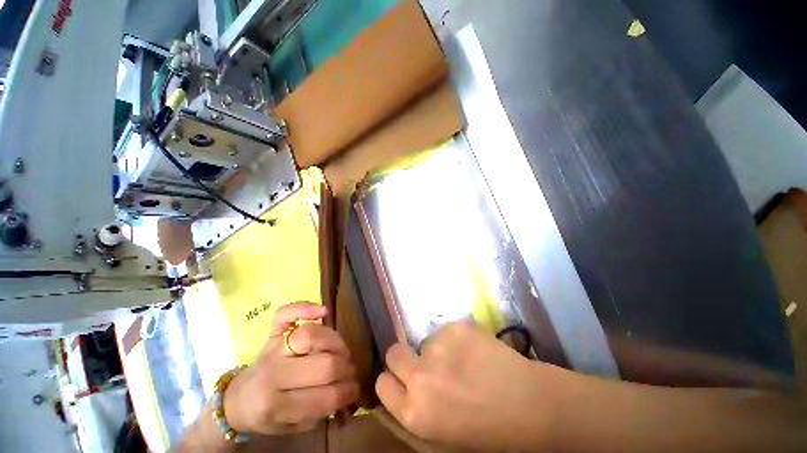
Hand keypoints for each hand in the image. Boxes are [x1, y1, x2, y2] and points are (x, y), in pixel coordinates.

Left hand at [224, 302, 358, 434]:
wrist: (238, 400)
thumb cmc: (268, 415)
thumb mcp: (292, 425)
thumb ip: (320, 411)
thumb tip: (348, 390)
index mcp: (275, 405)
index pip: (323, 396)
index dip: (346, 393)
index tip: (354, 391)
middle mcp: (272, 373)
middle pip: (324, 365)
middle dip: (345, 369)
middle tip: (350, 371)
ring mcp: (272, 348)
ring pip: (311, 335)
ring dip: (337, 343)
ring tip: (342, 352)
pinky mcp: (271, 332)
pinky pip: (285, 314)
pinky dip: (304, 307)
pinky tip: (323, 312)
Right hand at [376, 321, 572, 450]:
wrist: (530, 404)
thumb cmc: (487, 428)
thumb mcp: (442, 432)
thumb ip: (416, 406)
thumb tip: (401, 381)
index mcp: (415, 412)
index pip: (382, 384)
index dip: (392, 378)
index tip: (403, 376)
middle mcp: (421, 377)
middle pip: (393, 352)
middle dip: (405, 356)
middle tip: (427, 362)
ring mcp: (439, 347)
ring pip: (425, 339)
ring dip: (437, 348)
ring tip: (463, 361)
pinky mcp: (457, 327)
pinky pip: (446, 329)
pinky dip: (456, 337)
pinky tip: (475, 350)